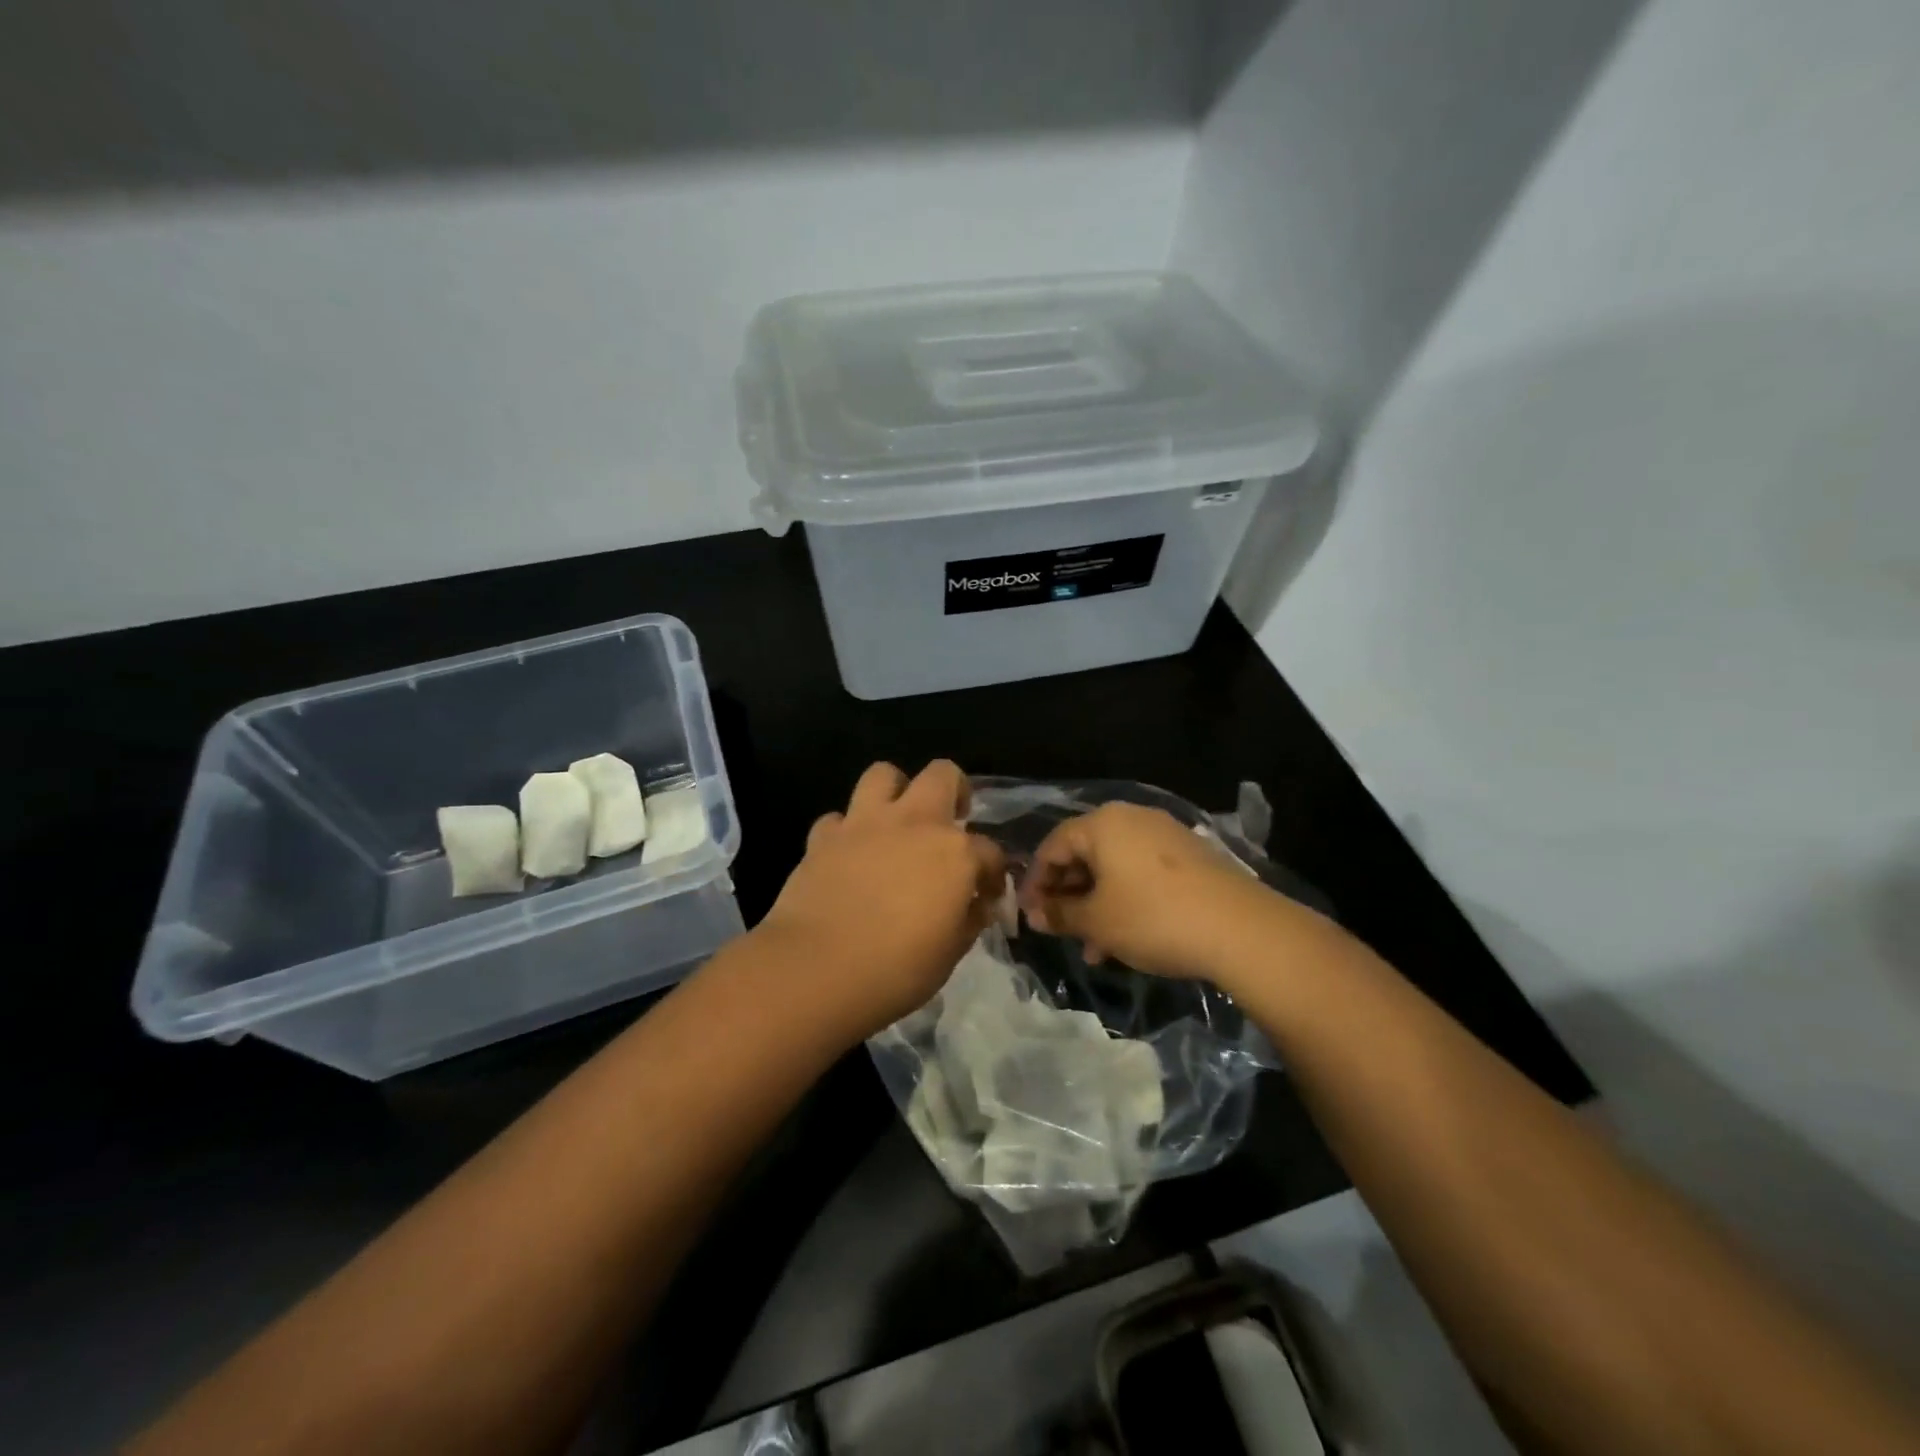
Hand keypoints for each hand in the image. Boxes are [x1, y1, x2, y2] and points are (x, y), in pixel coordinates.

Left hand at [757, 760, 1007, 1042]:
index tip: (986, 895)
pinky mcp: (824, 836)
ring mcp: (865, 823)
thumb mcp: (950, 953)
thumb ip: (968, 920)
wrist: (816, 970)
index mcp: (955, 853)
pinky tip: (849, 854)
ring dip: (895, 791)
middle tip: (950, 820)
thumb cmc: (896, 970)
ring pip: (884, 774)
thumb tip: (977, 905)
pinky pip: (838, 818)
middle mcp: (914, 823)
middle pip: (943, 774)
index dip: (993, 873)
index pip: (989, 851)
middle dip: (954, 790)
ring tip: (897, 821)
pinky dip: (846, 831)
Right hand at [1020, 803, 1274, 979]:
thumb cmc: (1153, 918)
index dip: (1035, 881)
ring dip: (1096, 904)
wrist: (1240, 929)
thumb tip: (1034, 914)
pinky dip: (1125, 899)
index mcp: (1103, 823)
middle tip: (1059, 930)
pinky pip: (1141, 872)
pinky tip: (1126, 938)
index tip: (1028, 915)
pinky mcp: (1190, 856)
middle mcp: (1132, 818)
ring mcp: (1165, 834)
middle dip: (1068, 895)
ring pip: (1114, 867)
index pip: (1052, 845)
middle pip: (1085, 853)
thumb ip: (1060, 914)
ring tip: (1093, 947)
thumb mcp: (1097, 921)